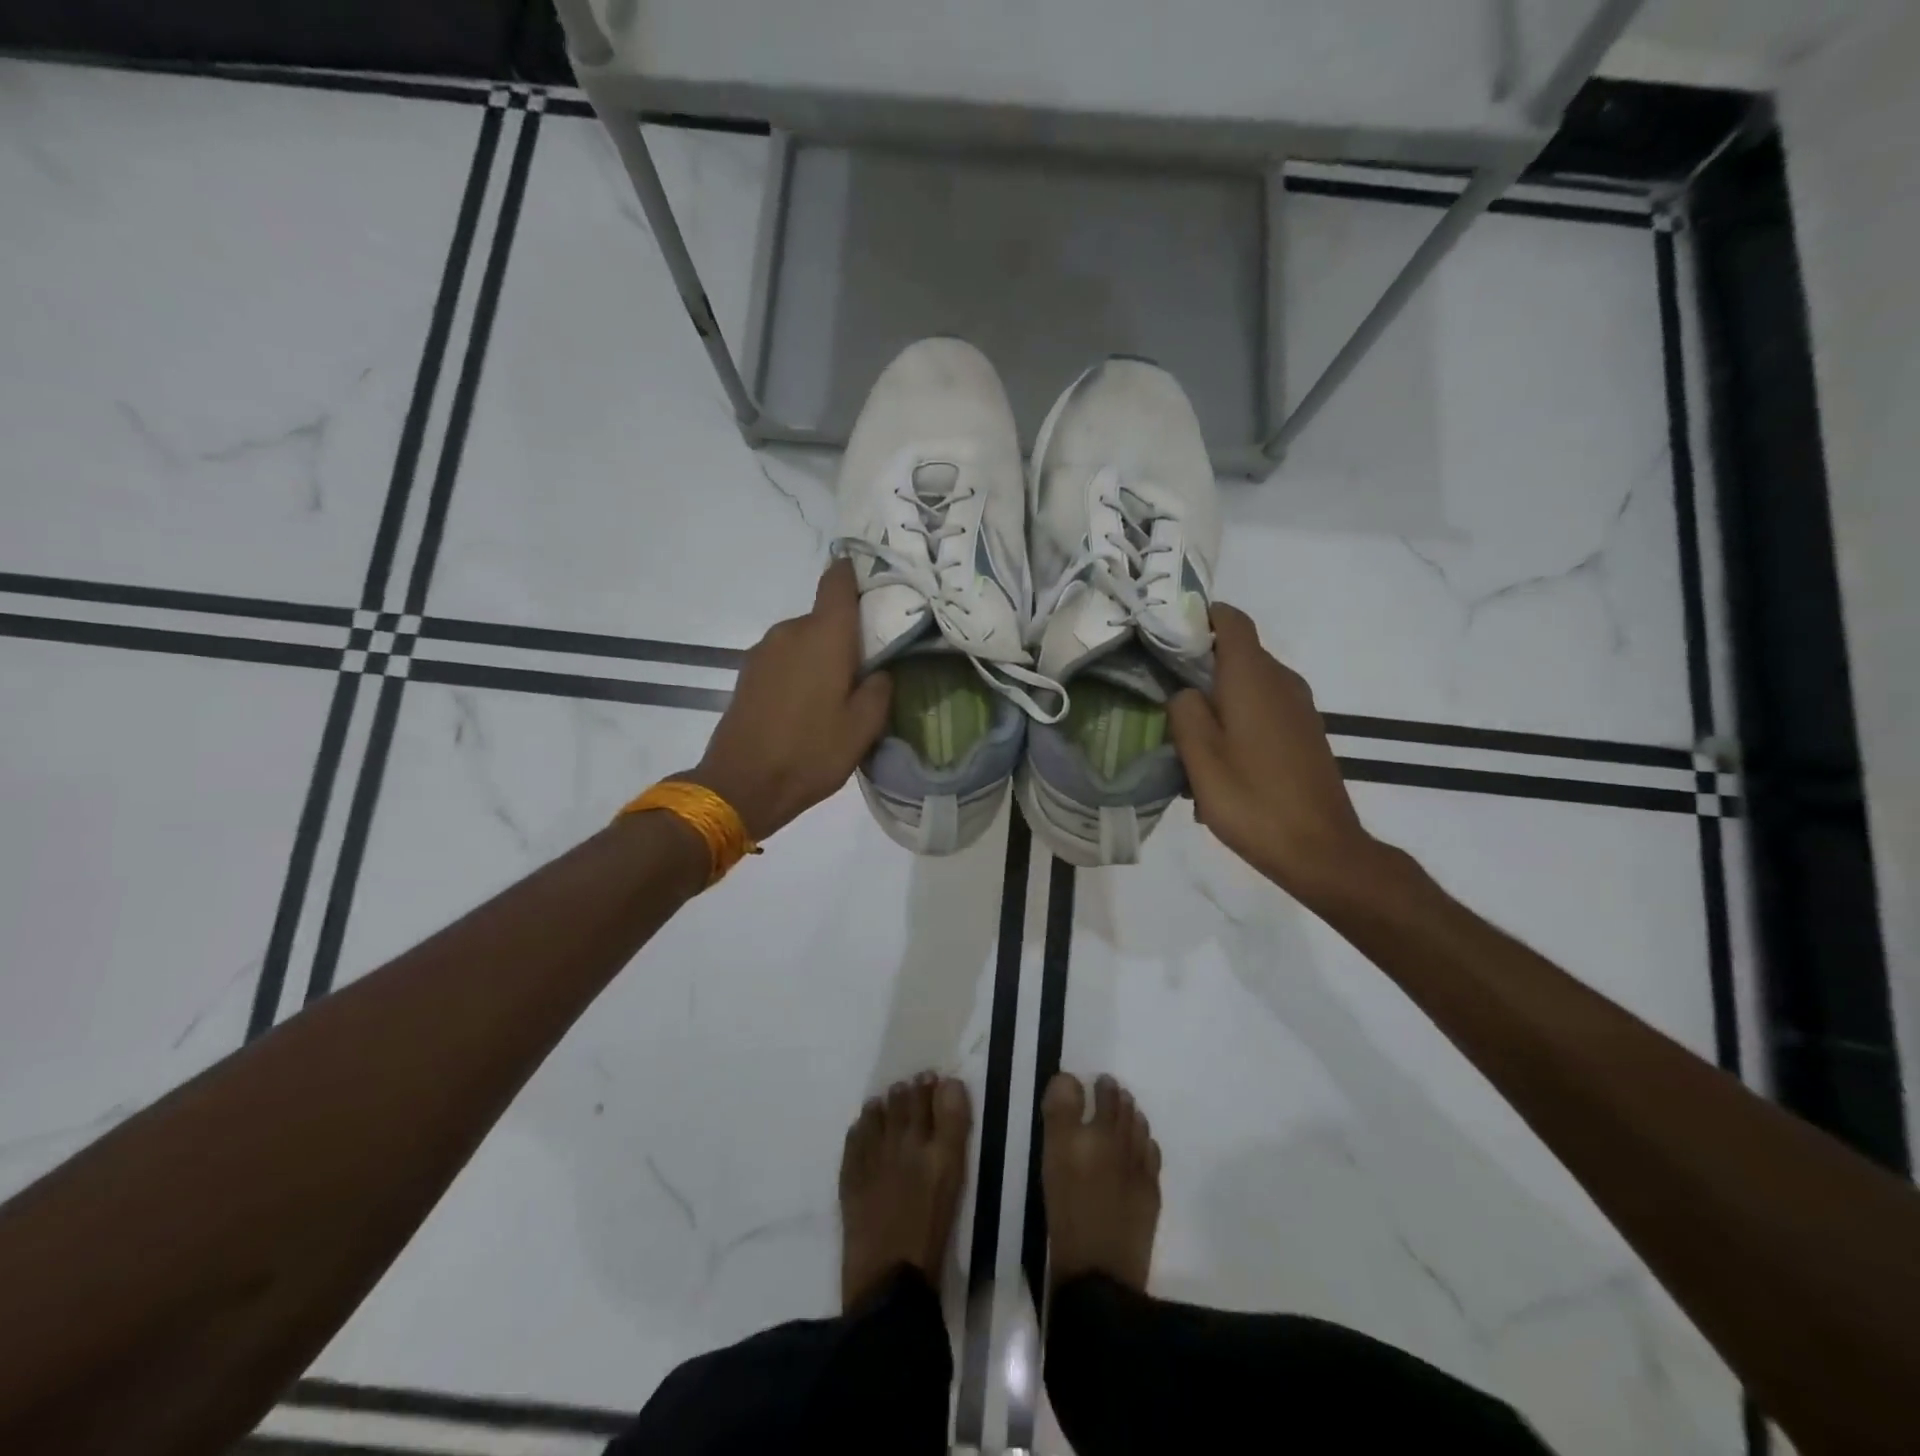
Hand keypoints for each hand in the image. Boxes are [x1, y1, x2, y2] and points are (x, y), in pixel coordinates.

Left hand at [683, 560, 891, 840]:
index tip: (877, 585)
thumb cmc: (810, 753)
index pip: (838, 580)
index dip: (857, 574)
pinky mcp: (748, 673)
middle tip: (869, 669)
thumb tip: (879, 670)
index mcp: (823, 635)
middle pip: (825, 617)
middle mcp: (790, 631)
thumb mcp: (863, 729)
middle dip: (847, 636)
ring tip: (838, 695)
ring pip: (805, 640)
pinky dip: (802, 671)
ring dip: (823, 657)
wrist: (741, 786)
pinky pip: (786, 658)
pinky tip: (809, 706)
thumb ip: (880, 689)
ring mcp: (764, 651)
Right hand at [1168, 604, 1379, 901]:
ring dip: (1218, 698)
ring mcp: (1299, 709)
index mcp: (1254, 677)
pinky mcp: (1306, 734)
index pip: (1231, 619)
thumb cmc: (1252, 799)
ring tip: (1187, 734)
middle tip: (1161, 690)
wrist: (1321, 850)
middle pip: (1238, 652)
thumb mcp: (1200, 756)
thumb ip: (1184, 711)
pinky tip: (1220, 761)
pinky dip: (1239, 720)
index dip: (1199, 617)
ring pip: (1250, 684)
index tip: (1166, 635)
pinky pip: (1265, 710)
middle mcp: (1282, 681)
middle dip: (1199, 664)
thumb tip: (1185, 692)